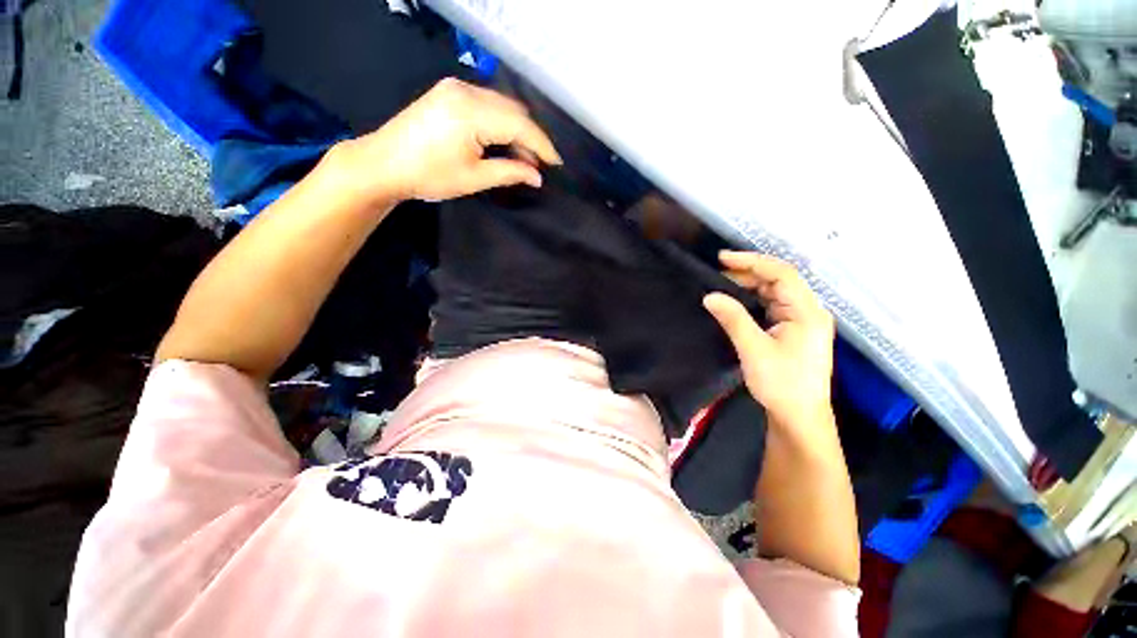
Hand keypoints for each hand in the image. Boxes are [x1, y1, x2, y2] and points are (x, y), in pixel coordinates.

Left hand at [335, 78, 561, 202]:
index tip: (557, 163)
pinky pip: (487, 103)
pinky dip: (501, 122)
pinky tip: (504, 142)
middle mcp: (466, 91)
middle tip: (539, 165)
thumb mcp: (474, 179)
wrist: (384, 164)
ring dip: (517, 130)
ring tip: (524, 158)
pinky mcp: (449, 92)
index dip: (542, 145)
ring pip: (502, 105)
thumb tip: (537, 176)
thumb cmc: (429, 176)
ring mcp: (455, 88)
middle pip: (513, 110)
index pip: (520, 124)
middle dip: (531, 137)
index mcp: (471, 112)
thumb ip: (510, 173)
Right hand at [703, 251, 835, 428]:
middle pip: (779, 280)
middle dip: (748, 273)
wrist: (799, 417)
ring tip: (721, 285)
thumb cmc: (781, 384)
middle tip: (716, 274)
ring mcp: (802, 321)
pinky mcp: (793, 330)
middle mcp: (809, 311)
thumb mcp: (754, 349)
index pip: (782, 273)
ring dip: (749, 286)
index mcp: (807, 312)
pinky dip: (753, 300)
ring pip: (775, 293)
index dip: (752, 261)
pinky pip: (772, 306)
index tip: (722, 258)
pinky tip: (736, 302)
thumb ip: (733, 319)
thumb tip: (710, 296)